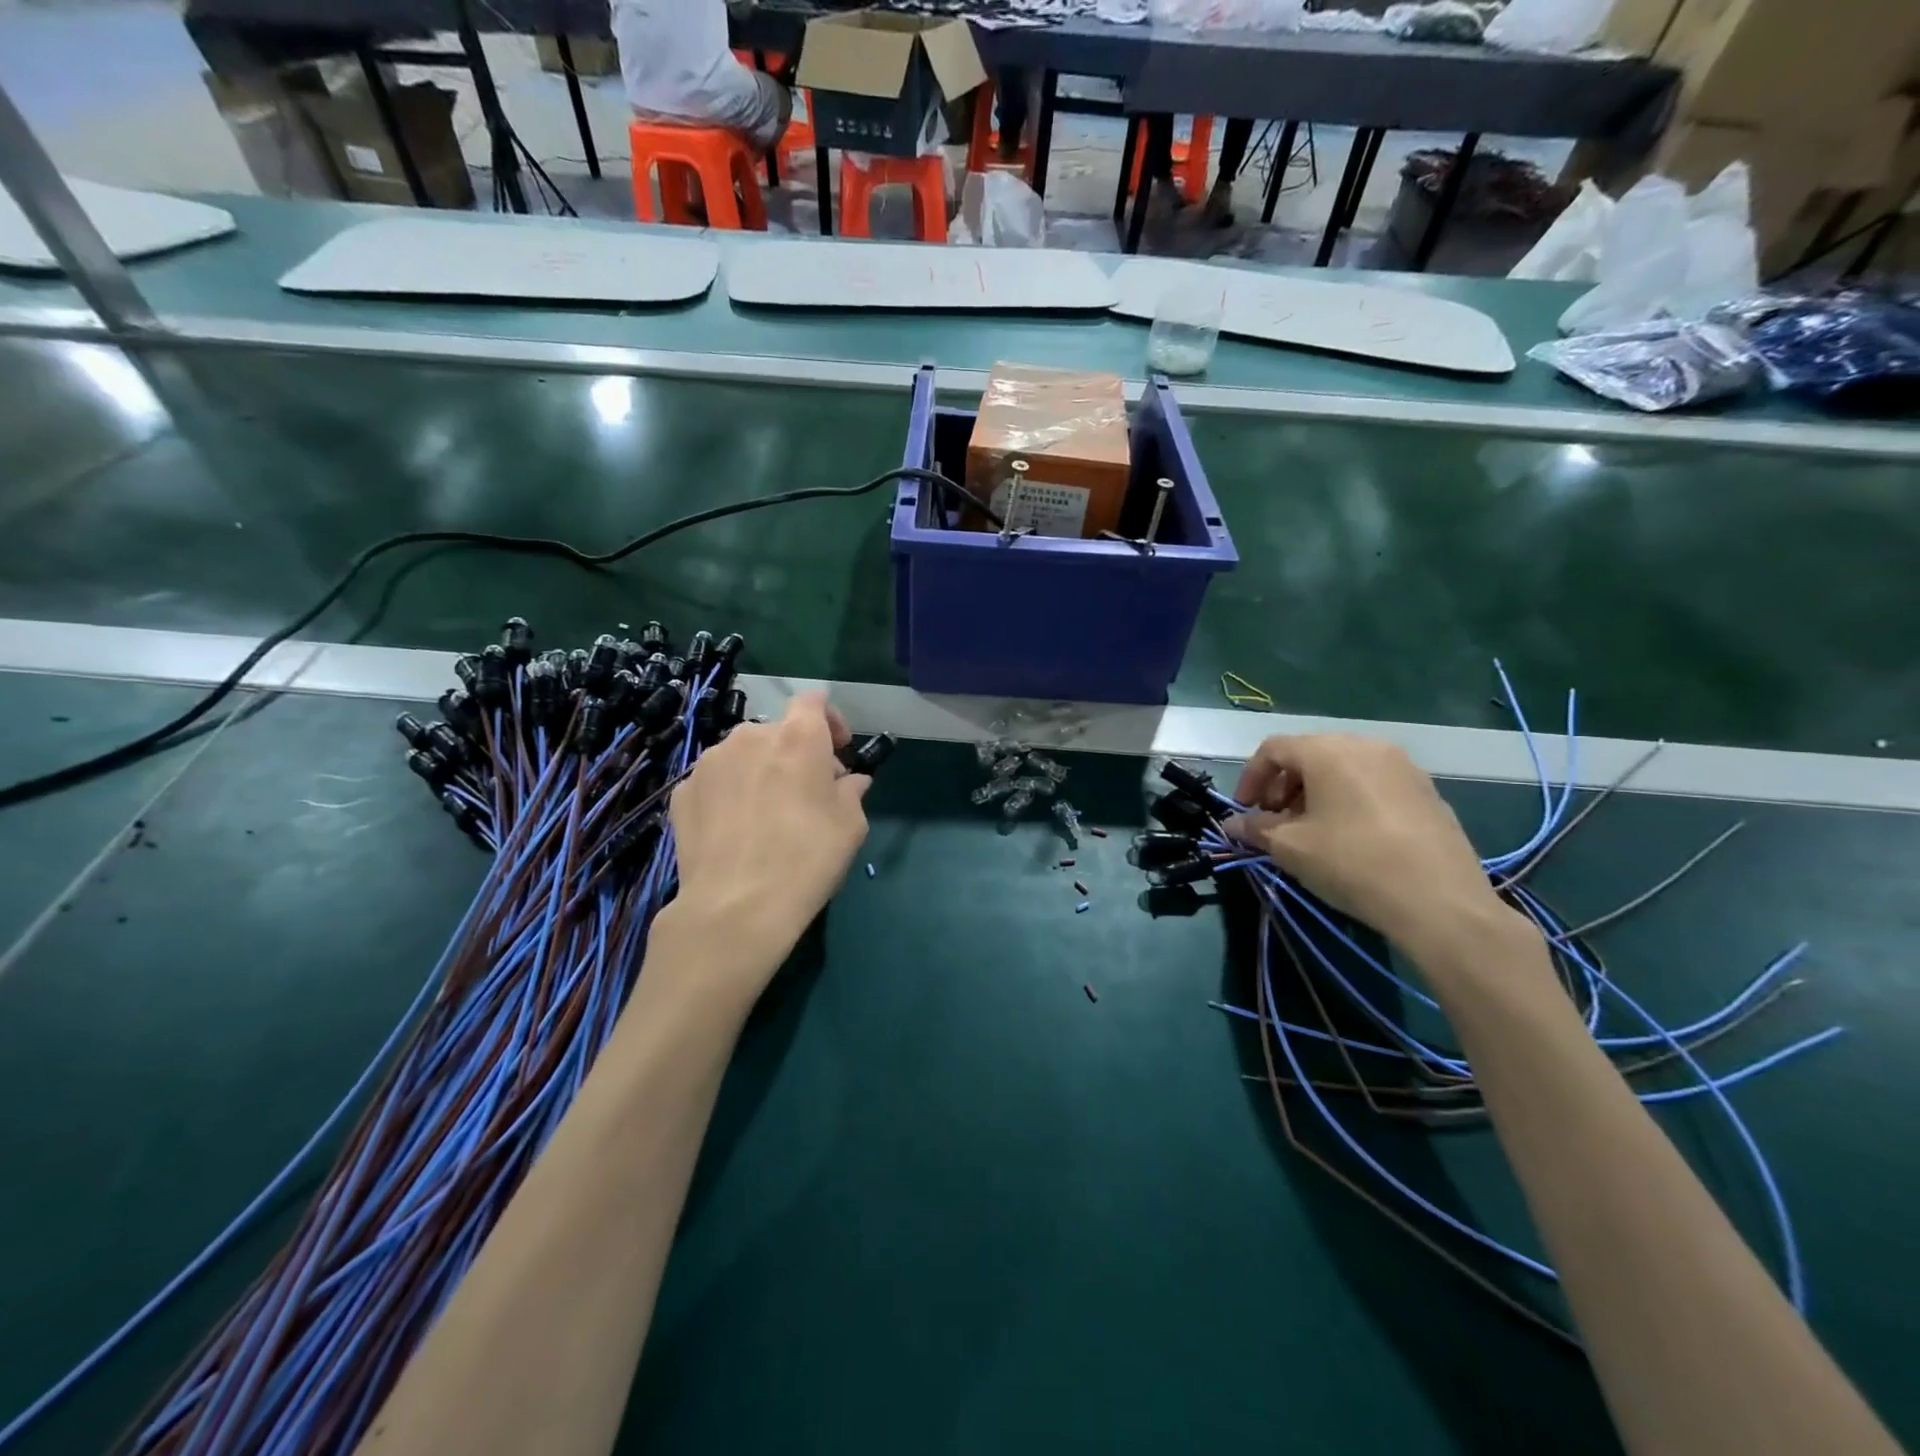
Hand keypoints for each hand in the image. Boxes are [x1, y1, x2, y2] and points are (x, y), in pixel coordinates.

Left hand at [665, 692, 869, 991]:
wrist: (735, 908)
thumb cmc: (806, 859)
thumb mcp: (850, 826)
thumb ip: (852, 792)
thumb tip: (850, 782)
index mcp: (797, 738)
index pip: (813, 701)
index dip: (830, 720)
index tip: (838, 750)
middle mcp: (749, 737)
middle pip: (778, 732)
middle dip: (796, 754)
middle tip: (807, 793)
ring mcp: (710, 763)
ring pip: (744, 755)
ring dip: (760, 772)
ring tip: (767, 815)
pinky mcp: (683, 792)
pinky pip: (716, 781)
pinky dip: (731, 794)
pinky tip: (737, 831)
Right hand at [1224, 734, 1518, 961]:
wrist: (1439, 901)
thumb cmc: (1352, 863)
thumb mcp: (1290, 848)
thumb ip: (1255, 829)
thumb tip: (1232, 824)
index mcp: (1328, 750)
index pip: (1273, 749)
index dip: (1250, 778)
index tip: (1244, 811)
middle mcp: (1366, 745)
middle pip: (1309, 754)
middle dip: (1283, 786)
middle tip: (1274, 822)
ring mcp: (1403, 766)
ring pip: (1343, 768)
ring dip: (1315, 793)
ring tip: (1310, 831)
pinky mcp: (1427, 791)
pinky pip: (1373, 783)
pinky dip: (1349, 799)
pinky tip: (1349, 837)